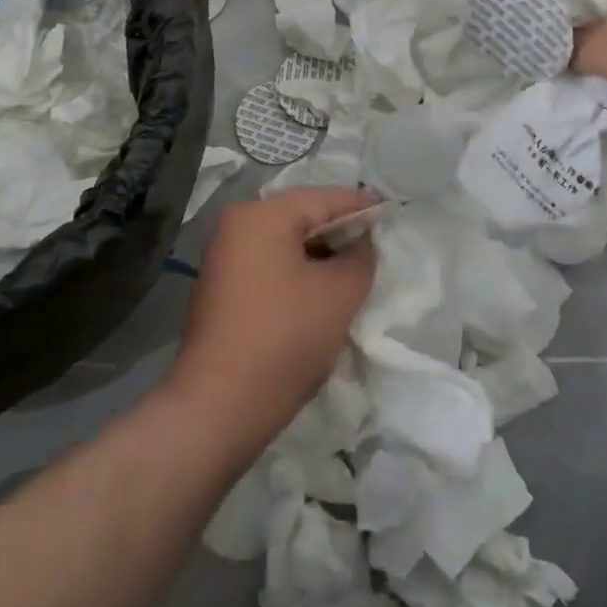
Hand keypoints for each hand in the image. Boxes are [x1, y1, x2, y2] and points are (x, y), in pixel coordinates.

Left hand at [162, 186, 376, 461]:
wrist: (216, 408)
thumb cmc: (283, 339)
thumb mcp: (339, 294)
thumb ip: (360, 257)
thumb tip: (360, 243)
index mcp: (262, 214)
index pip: (324, 198)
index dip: (361, 207)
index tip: (390, 216)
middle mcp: (237, 224)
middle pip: (302, 217)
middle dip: (339, 233)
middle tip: (376, 249)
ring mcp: (224, 256)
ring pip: (285, 243)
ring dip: (319, 256)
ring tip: (353, 274)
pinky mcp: (221, 287)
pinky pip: (269, 265)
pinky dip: (297, 273)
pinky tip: (319, 295)